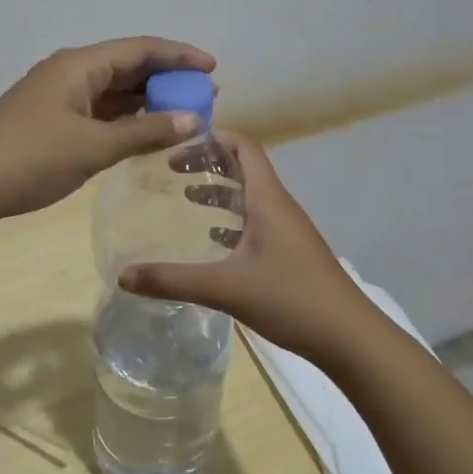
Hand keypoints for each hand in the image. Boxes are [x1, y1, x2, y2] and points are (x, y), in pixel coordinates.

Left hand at [0, 37, 216, 225]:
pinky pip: (99, 112)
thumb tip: (194, 118)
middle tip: (205, 97)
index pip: (139, 48)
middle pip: (127, 66)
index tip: (212, 69)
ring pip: (113, 91)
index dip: (178, 55)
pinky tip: (145, 133)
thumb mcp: (92, 146)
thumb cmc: (30, 158)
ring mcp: (58, 98)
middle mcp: (69, 73)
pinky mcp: (51, 122)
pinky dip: (125, 120)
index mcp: (79, 65)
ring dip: (147, 101)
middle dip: (167, 79)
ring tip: (184, 115)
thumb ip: (144, 132)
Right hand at [119, 130, 381, 365]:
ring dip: (219, 191)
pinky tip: (211, 239)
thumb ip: (172, 281)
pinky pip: (255, 221)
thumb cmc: (291, 299)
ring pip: (249, 196)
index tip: (177, 140)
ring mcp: (287, 230)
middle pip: (243, 167)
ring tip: (184, 197)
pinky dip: (231, 219)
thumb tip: (122, 276)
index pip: (244, 146)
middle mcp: (278, 206)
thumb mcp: (226, 288)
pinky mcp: (289, 252)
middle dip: (208, 162)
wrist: (350, 337)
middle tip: (171, 168)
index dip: (212, 136)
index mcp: (268, 199)